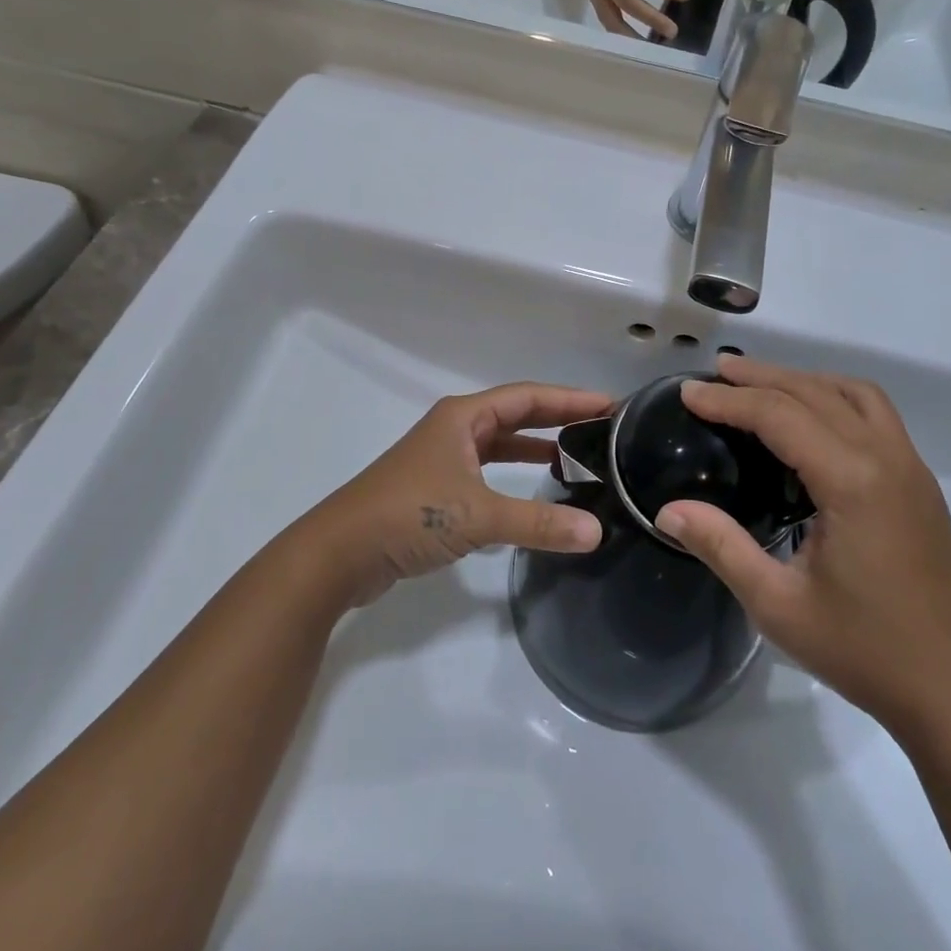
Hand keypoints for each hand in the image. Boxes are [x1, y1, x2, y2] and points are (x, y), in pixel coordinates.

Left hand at [296, 383, 610, 610]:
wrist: (339, 553)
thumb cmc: (409, 515)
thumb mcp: (478, 515)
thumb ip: (538, 523)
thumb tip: (596, 532)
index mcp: (464, 417)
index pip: (529, 397)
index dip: (570, 399)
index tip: (611, 404)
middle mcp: (455, 430)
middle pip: (517, 415)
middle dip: (558, 418)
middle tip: (602, 428)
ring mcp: (444, 459)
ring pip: (501, 445)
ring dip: (536, 449)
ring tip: (579, 458)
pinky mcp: (436, 490)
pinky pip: (488, 474)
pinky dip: (515, 478)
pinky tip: (535, 496)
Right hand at [653, 356, 950, 734]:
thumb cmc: (862, 650)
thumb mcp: (777, 605)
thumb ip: (721, 547)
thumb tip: (668, 510)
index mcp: (852, 482)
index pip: (780, 416)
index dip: (729, 400)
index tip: (688, 392)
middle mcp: (887, 458)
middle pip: (816, 392)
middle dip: (762, 376)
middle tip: (716, 372)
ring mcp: (911, 468)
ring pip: (853, 394)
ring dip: (804, 380)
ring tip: (760, 383)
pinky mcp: (920, 483)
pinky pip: (876, 414)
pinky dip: (835, 397)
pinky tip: (812, 418)